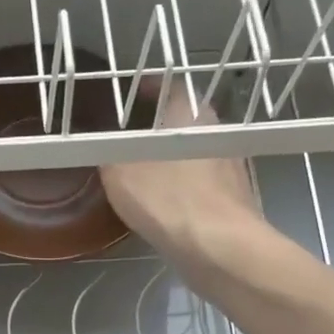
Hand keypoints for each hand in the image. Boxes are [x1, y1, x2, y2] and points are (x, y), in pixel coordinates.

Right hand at [100, 74, 265, 264]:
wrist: (222, 249)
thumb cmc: (170, 199)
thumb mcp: (120, 173)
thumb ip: (106, 154)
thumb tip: (99, 146)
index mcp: (191, 113)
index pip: (169, 85)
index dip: (146, 87)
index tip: (126, 94)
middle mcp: (217, 132)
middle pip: (182, 120)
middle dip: (155, 125)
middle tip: (127, 135)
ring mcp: (231, 166)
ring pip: (192, 152)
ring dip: (170, 157)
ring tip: (141, 170)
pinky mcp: (234, 198)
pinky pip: (200, 182)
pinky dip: (181, 184)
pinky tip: (165, 201)